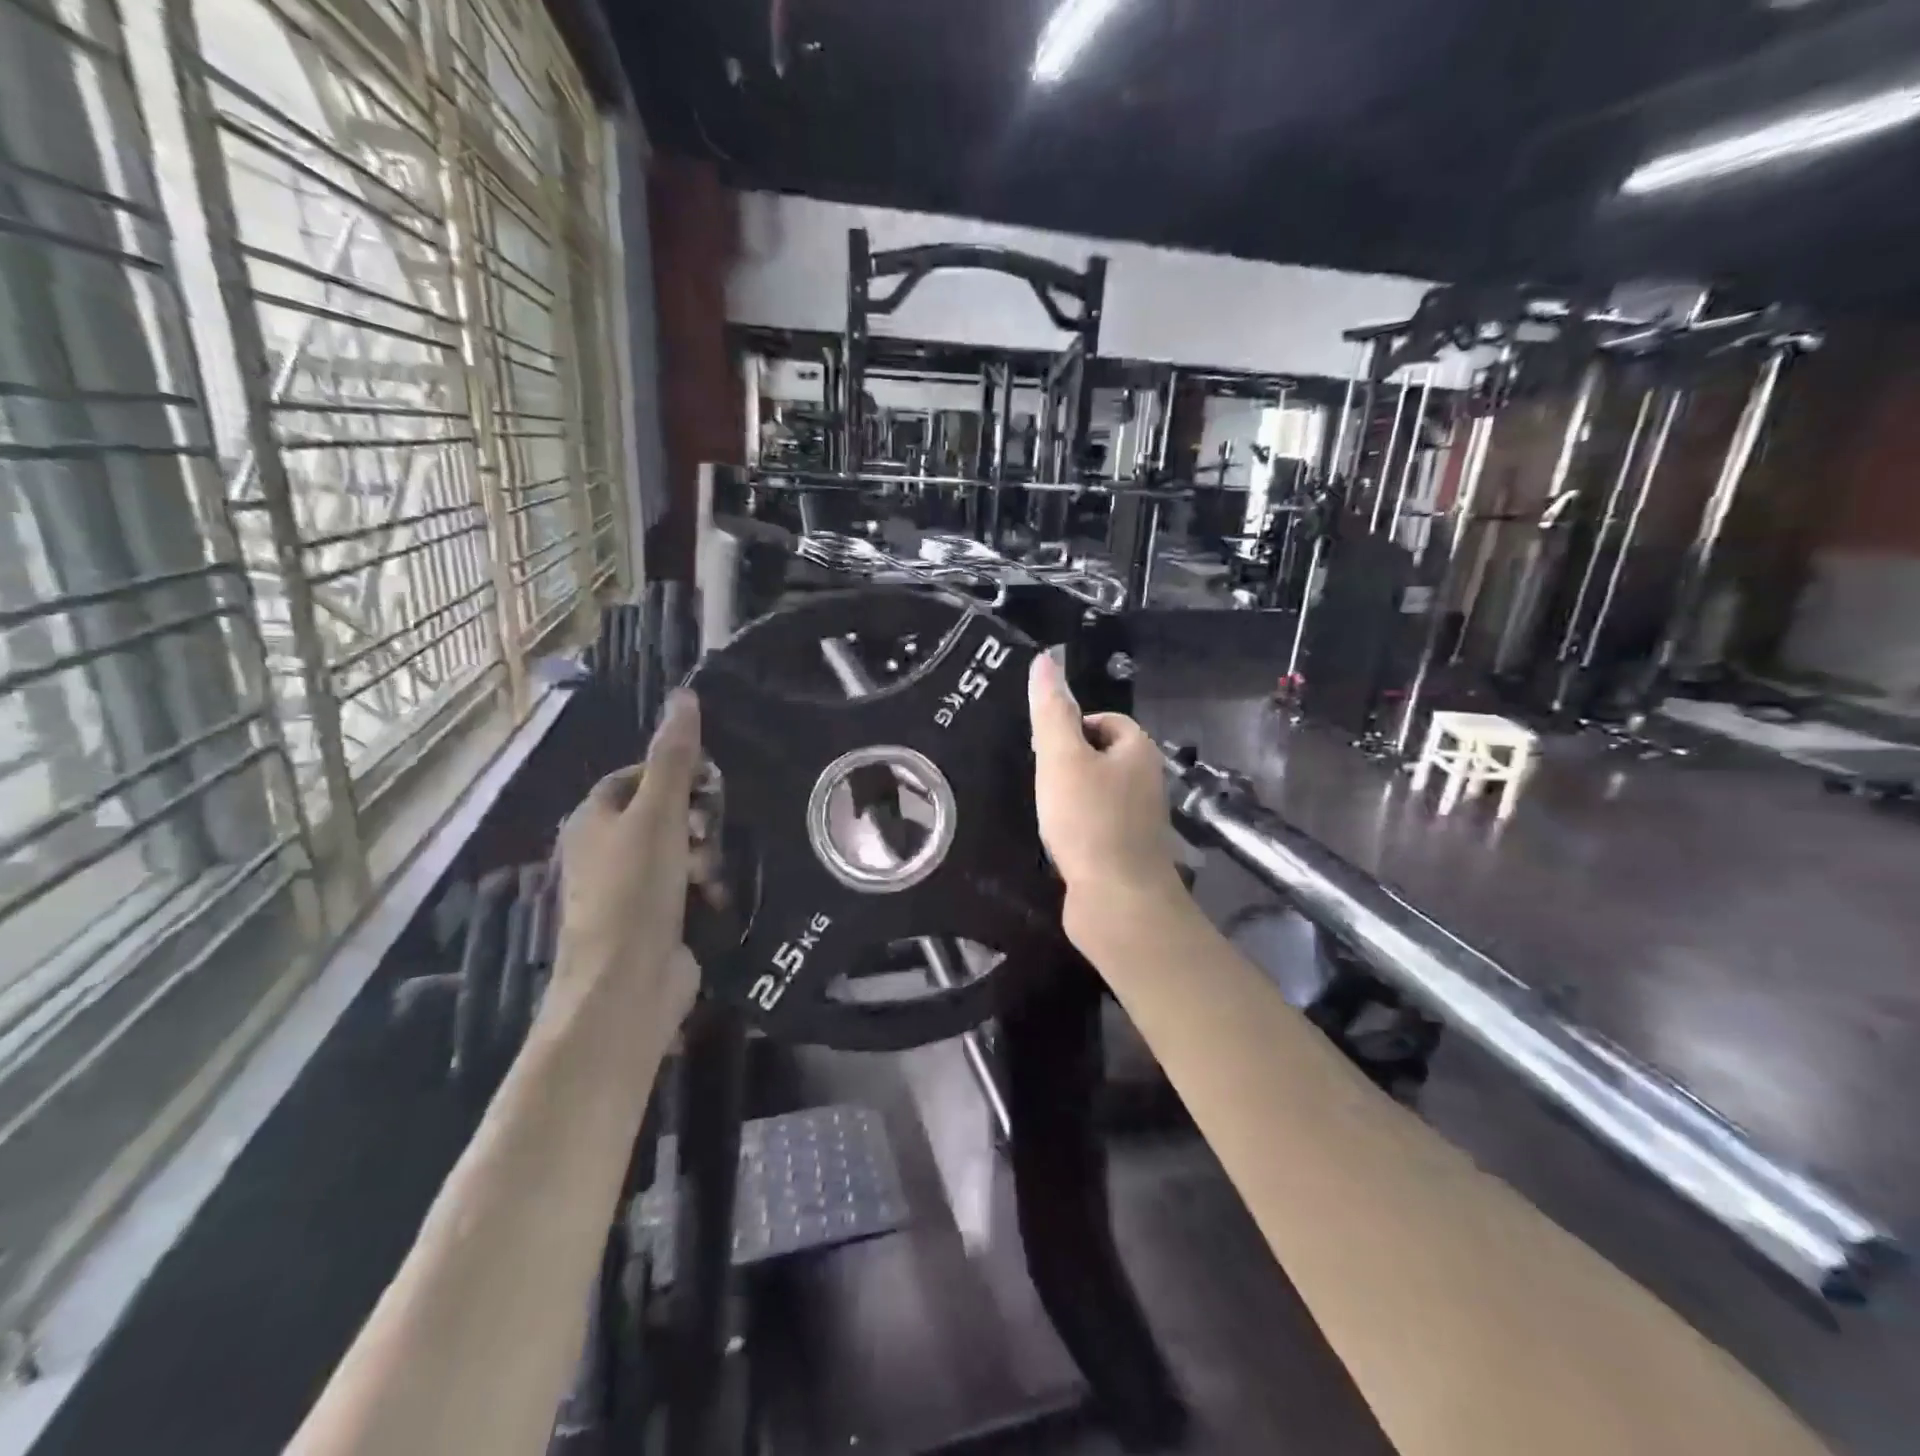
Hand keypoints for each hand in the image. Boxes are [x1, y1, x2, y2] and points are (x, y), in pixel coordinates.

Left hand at [552, 690, 703, 1025]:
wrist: (627, 984)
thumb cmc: (636, 890)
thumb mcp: (658, 814)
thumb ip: (674, 758)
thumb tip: (683, 695)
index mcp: (593, 819)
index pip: (635, 775)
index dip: (674, 772)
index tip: (710, 781)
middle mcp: (604, 850)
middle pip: (662, 813)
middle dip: (696, 820)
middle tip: (713, 830)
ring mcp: (628, 889)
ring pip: (680, 851)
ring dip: (705, 855)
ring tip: (713, 872)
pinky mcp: (653, 919)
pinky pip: (686, 887)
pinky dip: (704, 887)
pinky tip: (717, 897)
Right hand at [1028, 654, 1182, 922]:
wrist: (1119, 902)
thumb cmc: (1089, 822)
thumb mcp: (1062, 758)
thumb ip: (1052, 710)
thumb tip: (1045, 659)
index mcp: (1138, 751)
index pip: (1104, 720)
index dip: (1071, 727)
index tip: (1042, 750)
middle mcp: (1147, 781)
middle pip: (1100, 755)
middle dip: (1068, 764)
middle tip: (1040, 781)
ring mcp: (1140, 820)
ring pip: (1098, 792)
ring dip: (1070, 797)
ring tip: (1046, 812)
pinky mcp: (1128, 852)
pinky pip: (1098, 825)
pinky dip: (1077, 828)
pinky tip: (1059, 842)